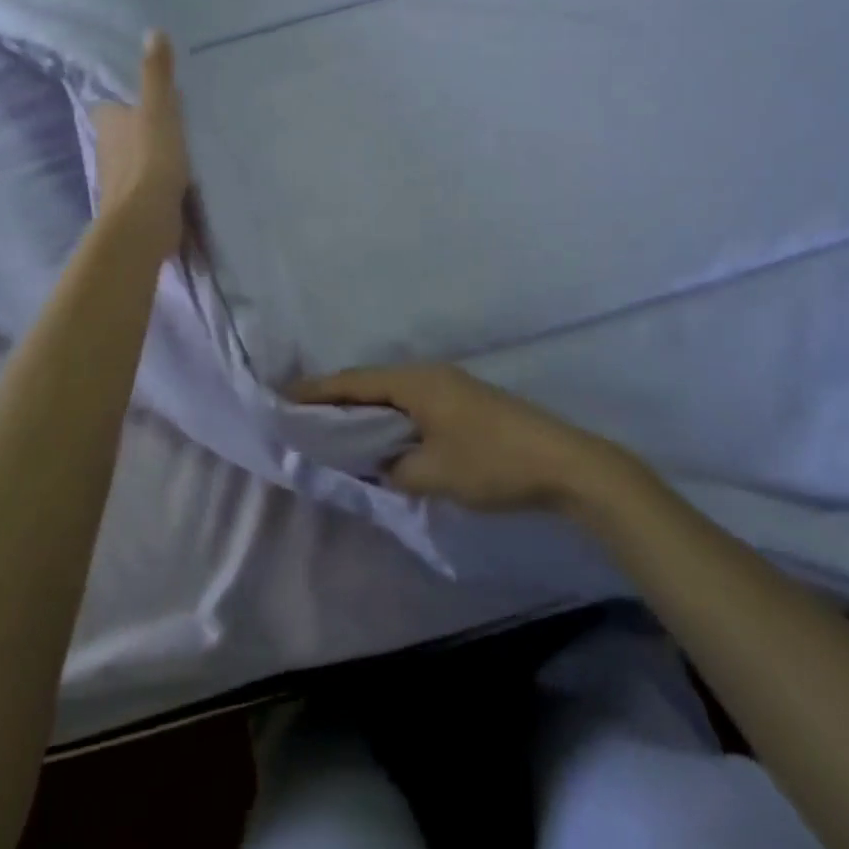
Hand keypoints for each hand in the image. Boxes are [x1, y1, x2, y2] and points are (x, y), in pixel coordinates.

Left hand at [90, 31, 192, 260]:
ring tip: (183, 147)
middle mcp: (107, 150)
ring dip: (152, 155)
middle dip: (140, 128)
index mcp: (108, 123)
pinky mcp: (134, 204)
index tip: (148, 97)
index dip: (126, 100)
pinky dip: (160, 180)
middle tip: (172, 118)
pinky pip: (148, 185)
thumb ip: (157, 74)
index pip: (111, 104)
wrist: (145, 221)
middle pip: (123, 133)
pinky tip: (182, 179)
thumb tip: (152, 31)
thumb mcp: (158, 109)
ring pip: (135, 159)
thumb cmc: (151, 159)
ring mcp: (119, 180)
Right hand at [288, 363, 617, 512]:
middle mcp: (429, 375)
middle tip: (304, 415)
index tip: (285, 397)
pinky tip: (385, 437)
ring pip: (394, 394)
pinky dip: (391, 417)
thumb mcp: (432, 473)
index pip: (355, 382)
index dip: (318, 391)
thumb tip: (379, 465)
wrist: (563, 463)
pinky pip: (414, 404)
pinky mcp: (465, 403)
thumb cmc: (491, 462)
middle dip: (338, 399)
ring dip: (367, 409)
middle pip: (372, 383)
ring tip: (337, 428)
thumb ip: (393, 469)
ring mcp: (451, 386)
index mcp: (416, 382)